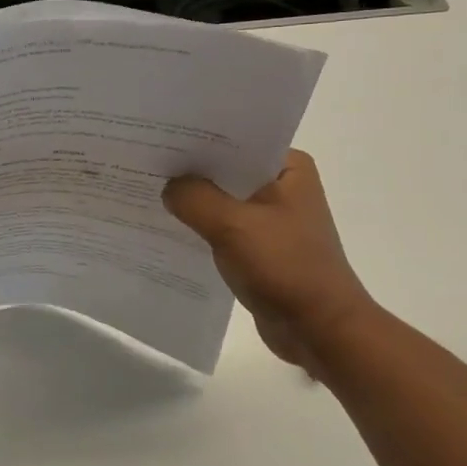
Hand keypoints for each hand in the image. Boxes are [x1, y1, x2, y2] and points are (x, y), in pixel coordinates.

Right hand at [162, 149, 374, 377]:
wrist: (321, 331)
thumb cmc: (286, 268)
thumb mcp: (234, 226)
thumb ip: (195, 198)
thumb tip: (169, 187)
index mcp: (288, 167)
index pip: (236, 139)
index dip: (197, 138)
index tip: (159, 135)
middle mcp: (283, 186)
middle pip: (226, 169)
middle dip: (190, 170)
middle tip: (145, 160)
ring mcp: (272, 218)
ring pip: (223, 199)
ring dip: (194, 200)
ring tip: (149, 190)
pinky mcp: (261, 247)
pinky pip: (223, 227)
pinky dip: (201, 227)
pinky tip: (169, 226)